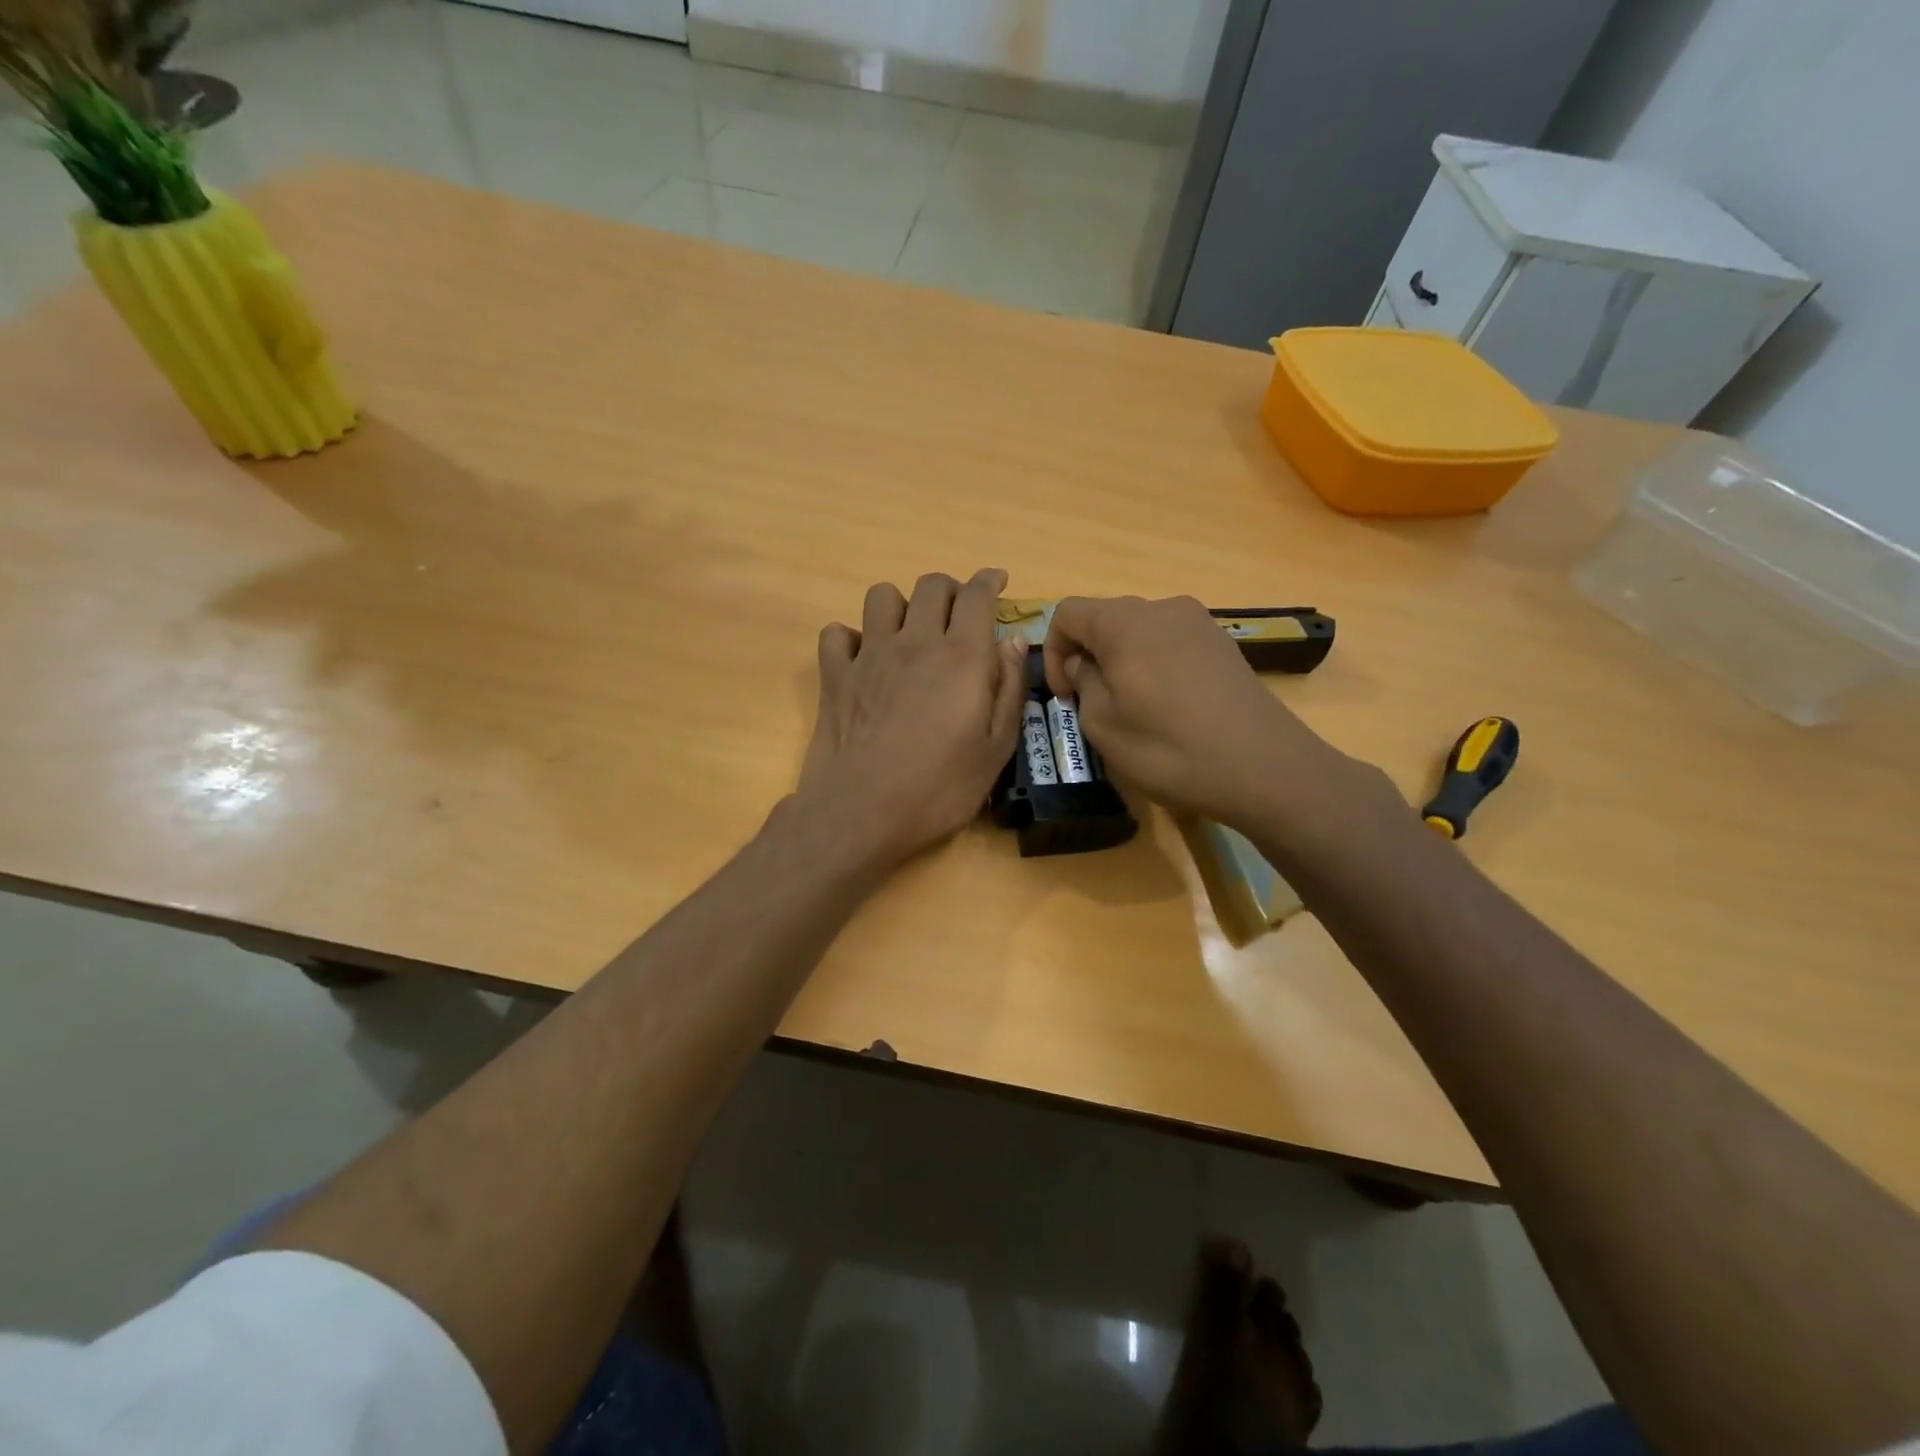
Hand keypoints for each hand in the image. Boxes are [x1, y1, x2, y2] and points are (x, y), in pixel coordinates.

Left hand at [798, 569, 1027, 866]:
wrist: (862, 813)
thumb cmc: (940, 788)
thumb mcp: (996, 749)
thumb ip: (1009, 689)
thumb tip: (1013, 641)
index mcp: (961, 656)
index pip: (976, 595)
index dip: (989, 581)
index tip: (998, 581)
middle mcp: (914, 643)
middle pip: (931, 585)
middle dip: (951, 590)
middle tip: (959, 616)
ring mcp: (869, 656)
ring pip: (881, 596)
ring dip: (901, 605)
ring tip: (910, 634)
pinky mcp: (835, 676)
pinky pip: (837, 634)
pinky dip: (850, 638)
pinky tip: (863, 660)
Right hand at [1042, 595, 1352, 827]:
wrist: (1263, 767)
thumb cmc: (1168, 748)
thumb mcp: (1103, 725)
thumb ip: (1083, 683)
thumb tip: (1084, 664)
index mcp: (1123, 622)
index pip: (1067, 613)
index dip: (1054, 652)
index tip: (1064, 695)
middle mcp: (1161, 608)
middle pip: (1105, 618)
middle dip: (1089, 656)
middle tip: (1092, 704)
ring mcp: (1198, 623)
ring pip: (1140, 631)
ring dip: (1122, 661)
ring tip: (1132, 707)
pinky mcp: (1222, 643)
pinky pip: (1171, 643)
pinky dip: (1155, 665)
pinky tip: (1169, 706)